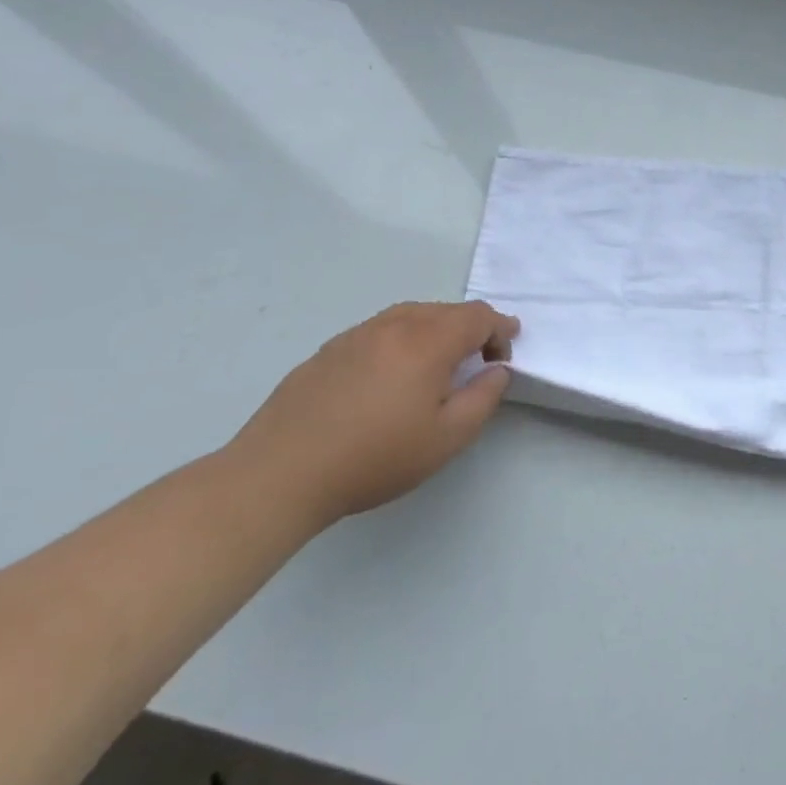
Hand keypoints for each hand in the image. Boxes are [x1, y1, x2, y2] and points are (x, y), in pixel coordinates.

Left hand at [229, 300, 519, 527]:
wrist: (279, 474)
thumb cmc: (375, 457)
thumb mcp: (448, 437)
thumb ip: (484, 397)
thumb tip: (497, 370)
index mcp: (427, 341)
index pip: (478, 316)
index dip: (500, 329)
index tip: (505, 354)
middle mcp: (393, 326)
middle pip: (445, 310)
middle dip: (472, 328)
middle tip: (480, 360)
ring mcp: (356, 335)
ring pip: (410, 315)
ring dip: (436, 330)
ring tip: (439, 363)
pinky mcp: (328, 351)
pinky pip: (380, 330)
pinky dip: (403, 339)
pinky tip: (394, 373)